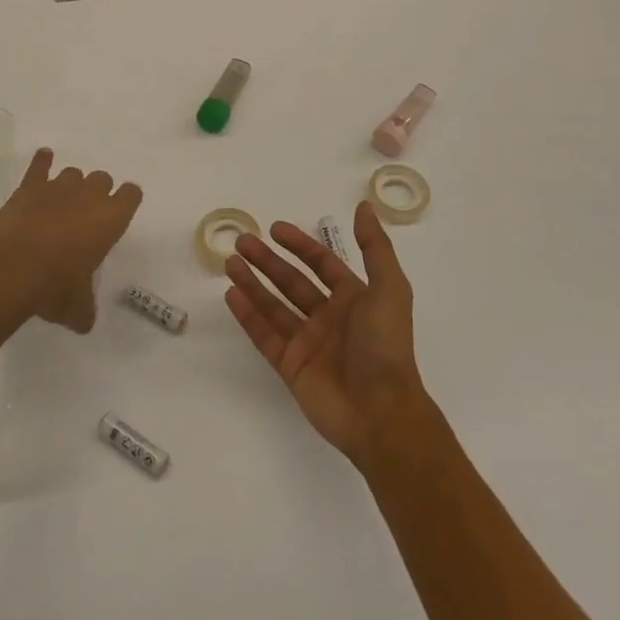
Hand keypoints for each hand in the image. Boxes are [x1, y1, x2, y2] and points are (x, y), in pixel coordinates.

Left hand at [0, 147, 142, 332]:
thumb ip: (85, 310)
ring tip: (61, 204)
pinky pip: (40, 165)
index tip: (122, 209)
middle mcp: (89, 196)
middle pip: (103, 179)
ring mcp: (58, 187)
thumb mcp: (77, 308)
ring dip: (71, 185)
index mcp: (111, 219)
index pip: (132, 195)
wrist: (11, 269)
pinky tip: (43, 159)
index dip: (127, 200)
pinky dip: (42, 162)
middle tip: (87, 215)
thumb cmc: (54, 287)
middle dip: (97, 193)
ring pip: (73, 173)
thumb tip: (83, 322)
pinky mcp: (29, 186)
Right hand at [224, 201, 430, 465]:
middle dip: (267, 261)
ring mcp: (308, 344)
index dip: (300, 245)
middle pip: (292, 282)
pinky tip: (231, 295)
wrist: (381, 412)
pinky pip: (265, 336)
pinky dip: (248, 316)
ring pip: (274, 306)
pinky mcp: (291, 367)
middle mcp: (329, 318)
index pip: (322, 264)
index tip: (274, 228)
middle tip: (241, 241)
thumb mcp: (389, 288)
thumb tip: (364, 207)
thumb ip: (375, 247)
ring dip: (252, 283)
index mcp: (354, 299)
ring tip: (229, 262)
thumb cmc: (385, 345)